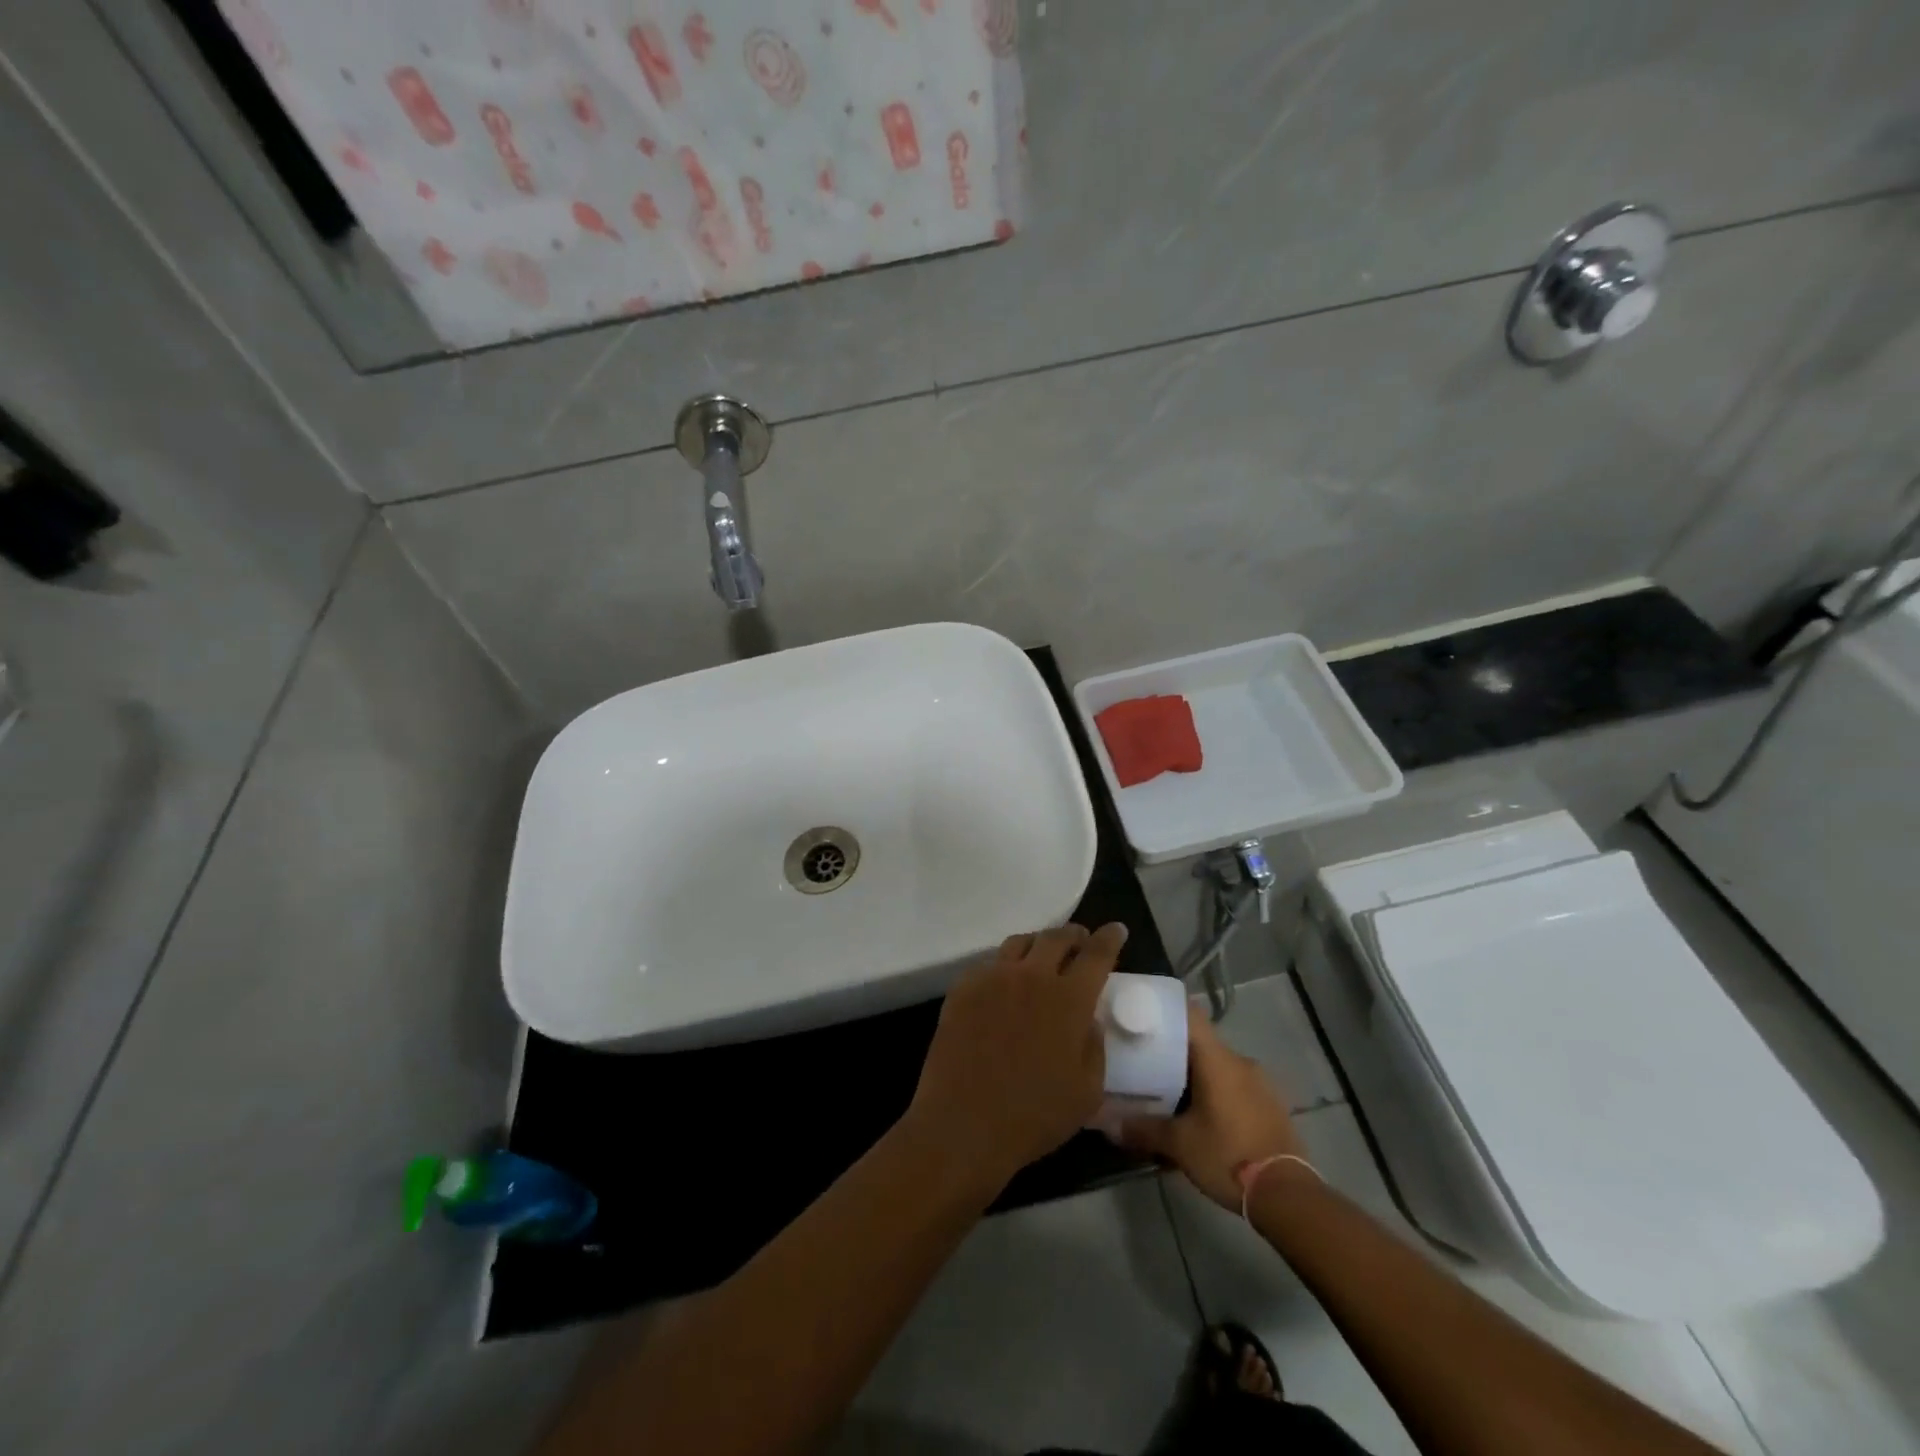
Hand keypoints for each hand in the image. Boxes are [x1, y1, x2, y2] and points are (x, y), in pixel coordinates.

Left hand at [906, 923, 1123, 1197]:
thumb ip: (1095, 1047)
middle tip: (1081, 941)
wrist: (963, 1123)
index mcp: (1068, 999)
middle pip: (1056, 937)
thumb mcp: (1088, 1092)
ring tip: (1043, 956)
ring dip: (1039, 944)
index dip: (1109, 938)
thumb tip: (1089, 1020)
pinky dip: (1005, 966)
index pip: (1096, 954)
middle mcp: (1031, 976)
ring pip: (1020, 943)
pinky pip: (989, 963)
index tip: (1116, 930)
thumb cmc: (1034, 1115)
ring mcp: (993, 978)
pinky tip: (1006, 984)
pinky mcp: (963, 988)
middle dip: (1074, 935)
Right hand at [1118, 1008, 1307, 1208]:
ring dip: (1198, 1079)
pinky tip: (1204, 1119)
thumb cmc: (1228, 1156)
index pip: (1189, 1015)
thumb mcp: (1179, 1144)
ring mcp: (1261, 1084)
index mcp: (1218, 1059)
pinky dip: (1218, 1096)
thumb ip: (1143, 1129)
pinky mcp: (1272, 1107)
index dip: (1165, 1012)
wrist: (1288, 1196)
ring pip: (1220, 1069)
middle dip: (1175, 1054)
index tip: (1142, 1018)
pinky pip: (1237, 1089)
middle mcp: (1241, 1062)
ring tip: (1172, 1097)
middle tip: (1147, 1065)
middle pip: (1201, 1044)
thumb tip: (1109, 1125)